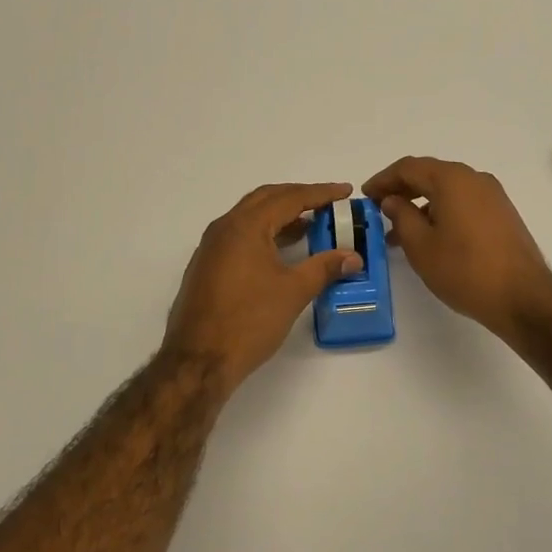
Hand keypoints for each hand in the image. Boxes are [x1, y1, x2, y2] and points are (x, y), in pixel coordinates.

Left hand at [164, 182, 363, 389]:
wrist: (198, 360)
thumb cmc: (249, 321)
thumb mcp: (294, 292)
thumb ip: (325, 268)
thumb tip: (353, 257)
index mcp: (245, 226)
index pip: (289, 198)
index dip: (320, 193)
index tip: (345, 191)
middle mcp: (224, 228)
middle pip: (266, 199)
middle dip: (298, 197)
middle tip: (328, 203)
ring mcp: (211, 247)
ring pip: (250, 217)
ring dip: (281, 215)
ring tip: (311, 224)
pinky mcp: (207, 266)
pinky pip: (240, 235)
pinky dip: (265, 233)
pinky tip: (282, 250)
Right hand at [362, 157, 551, 343]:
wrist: (523, 298)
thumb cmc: (464, 270)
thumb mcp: (421, 245)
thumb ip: (401, 216)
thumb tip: (392, 200)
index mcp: (452, 179)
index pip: (409, 167)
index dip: (383, 179)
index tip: (365, 195)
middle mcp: (475, 179)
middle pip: (430, 175)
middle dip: (402, 190)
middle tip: (379, 210)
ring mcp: (493, 196)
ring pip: (448, 191)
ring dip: (421, 205)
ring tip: (399, 234)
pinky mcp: (503, 215)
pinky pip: (464, 203)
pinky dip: (442, 213)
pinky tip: (431, 238)